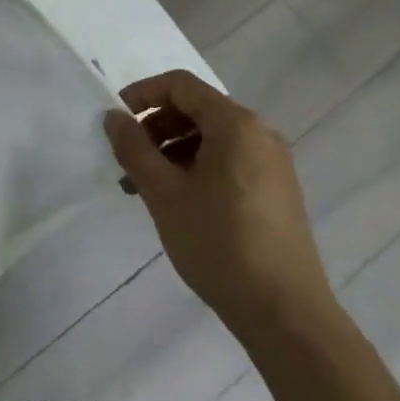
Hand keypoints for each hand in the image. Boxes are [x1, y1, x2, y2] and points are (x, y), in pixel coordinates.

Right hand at [104, 70, 336, 345]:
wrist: (285, 314)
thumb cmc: (219, 244)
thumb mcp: (164, 193)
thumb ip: (134, 148)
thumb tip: (114, 117)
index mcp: (235, 123)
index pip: (180, 85)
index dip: (143, 94)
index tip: (116, 119)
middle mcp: (259, 132)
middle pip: (196, 109)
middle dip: (156, 127)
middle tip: (127, 159)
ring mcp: (272, 162)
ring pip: (211, 138)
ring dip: (172, 150)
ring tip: (144, 187)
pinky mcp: (277, 190)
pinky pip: (229, 160)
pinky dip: (197, 167)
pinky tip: (177, 200)